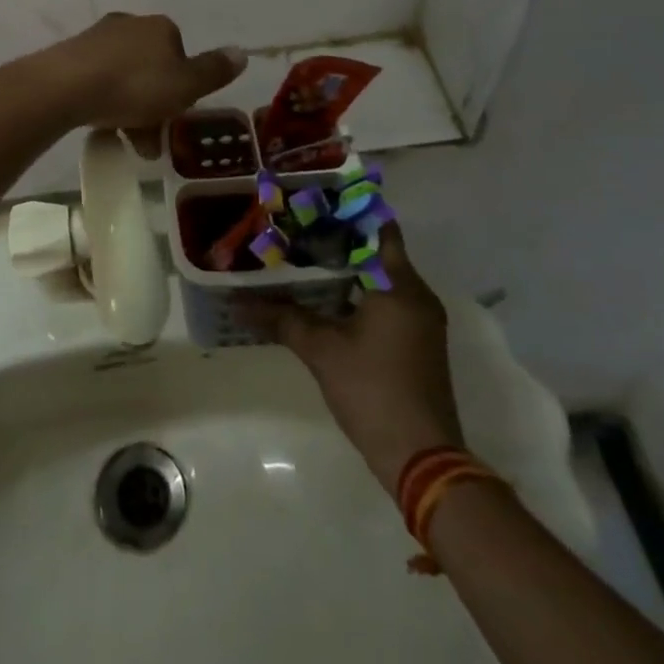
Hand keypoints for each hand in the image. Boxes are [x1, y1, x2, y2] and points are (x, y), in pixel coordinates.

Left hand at [42, 14, 243, 150]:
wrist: (65, 86)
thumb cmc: (134, 86)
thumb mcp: (184, 85)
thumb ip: (214, 71)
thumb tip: (242, 52)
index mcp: (160, 27)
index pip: (181, 56)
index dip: (182, 89)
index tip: (176, 119)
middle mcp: (130, 24)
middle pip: (152, 69)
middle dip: (155, 106)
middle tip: (150, 142)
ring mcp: (98, 38)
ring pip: (125, 78)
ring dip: (131, 111)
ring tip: (127, 144)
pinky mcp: (72, 55)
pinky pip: (98, 82)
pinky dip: (105, 103)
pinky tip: (102, 127)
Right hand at [244, 227, 463, 491]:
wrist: (423, 460)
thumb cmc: (373, 391)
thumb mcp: (321, 351)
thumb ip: (283, 320)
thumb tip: (239, 304)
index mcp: (399, 285)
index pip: (378, 228)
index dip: (348, 212)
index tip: (315, 203)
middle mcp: (417, 295)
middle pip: (378, 252)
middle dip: (340, 241)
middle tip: (299, 230)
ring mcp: (422, 321)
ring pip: (382, 279)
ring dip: (349, 270)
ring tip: (305, 260)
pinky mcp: (419, 343)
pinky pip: (388, 302)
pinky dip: (360, 294)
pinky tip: (326, 299)